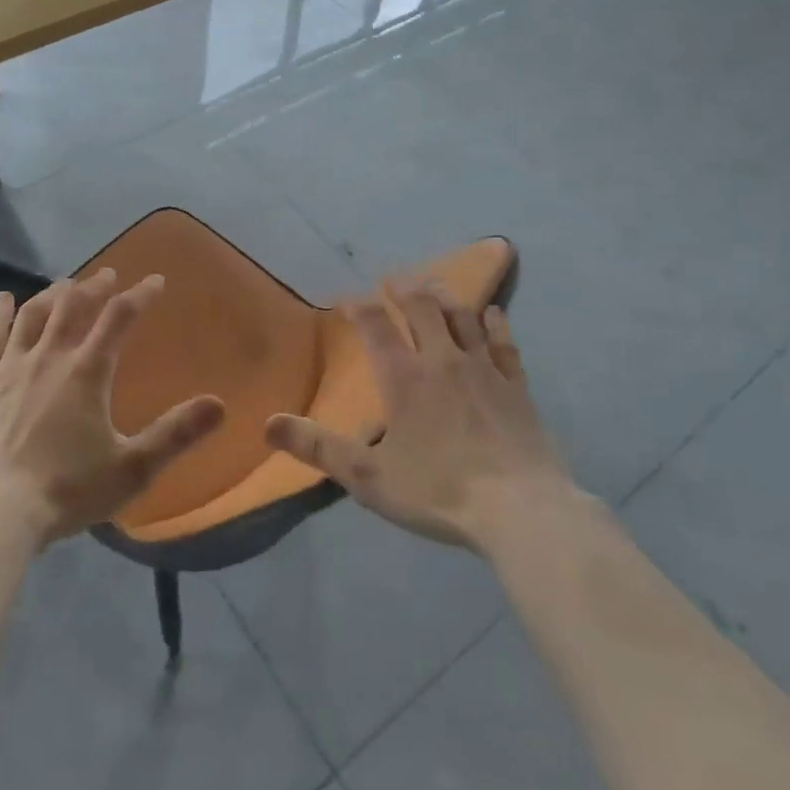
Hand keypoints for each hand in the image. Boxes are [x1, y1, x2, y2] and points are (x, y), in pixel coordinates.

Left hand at [0, 270, 225, 548]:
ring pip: (32, 315)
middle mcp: (48, 358)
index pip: (119, 318)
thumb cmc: (66, 491)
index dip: (140, 295)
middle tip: (107, 275)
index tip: (155, 281)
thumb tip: (219, 404)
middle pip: (73, 306)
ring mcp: (7, 368)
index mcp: (86, 372)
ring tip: (64, 284)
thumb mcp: (131, 468)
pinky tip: (2, 300)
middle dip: (94, 287)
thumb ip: (175, 434)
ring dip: (51, 294)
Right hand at [265, 281, 571, 550]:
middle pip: (422, 308)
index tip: (347, 297)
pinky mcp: (517, 387)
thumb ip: (318, 447)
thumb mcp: (368, 476)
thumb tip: (268, 423)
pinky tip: (494, 312)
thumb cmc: (439, 492)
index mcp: (404, 379)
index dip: (359, 306)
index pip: (375, 326)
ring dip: (445, 297)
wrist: (521, 512)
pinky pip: (505, 344)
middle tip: (392, 277)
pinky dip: (496, 324)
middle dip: (404, 288)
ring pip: (463, 318)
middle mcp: (442, 361)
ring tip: (433, 285)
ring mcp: (484, 370)